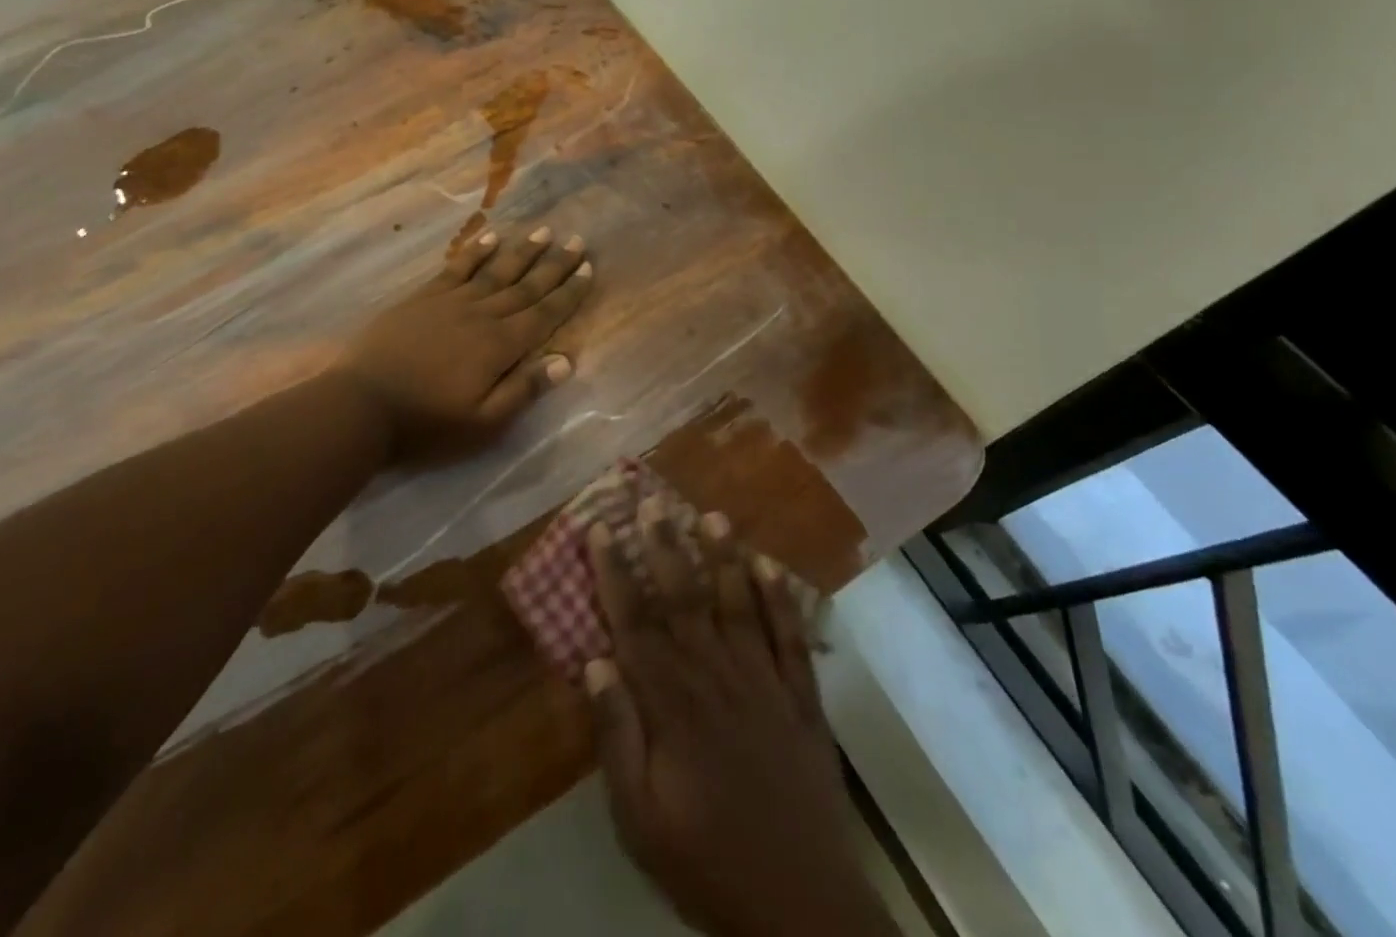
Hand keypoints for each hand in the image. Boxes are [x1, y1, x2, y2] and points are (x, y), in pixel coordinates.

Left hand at [338, 224, 593, 460]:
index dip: (568, 292)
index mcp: (500, 346)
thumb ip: (523, 389)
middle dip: (554, 265)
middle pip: (525, 286)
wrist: (360, 406)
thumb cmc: (426, 424)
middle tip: (577, 241)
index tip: (588, 269)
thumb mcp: (482, 424)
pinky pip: (457, 268)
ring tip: (543, 232)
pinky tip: (491, 237)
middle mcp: (482, 315)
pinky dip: (476, 252)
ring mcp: (450, 302)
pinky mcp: (423, 298)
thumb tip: (565, 360)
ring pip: (495, 271)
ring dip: (522, 252)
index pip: (544, 314)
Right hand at [586, 507, 897, 936]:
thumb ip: (616, 738)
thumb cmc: (707, 861)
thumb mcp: (640, 820)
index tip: (600, 528)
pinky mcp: (802, 698)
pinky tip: (769, 565)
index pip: (634, 622)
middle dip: (665, 546)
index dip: (614, 572)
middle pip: (684, 597)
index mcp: (672, 703)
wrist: (802, 908)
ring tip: (711, 515)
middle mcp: (716, 676)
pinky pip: (790, 636)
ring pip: (738, 604)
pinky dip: (779, 598)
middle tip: (652, 500)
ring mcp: (764, 682)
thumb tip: (594, 663)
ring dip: (723, 557)